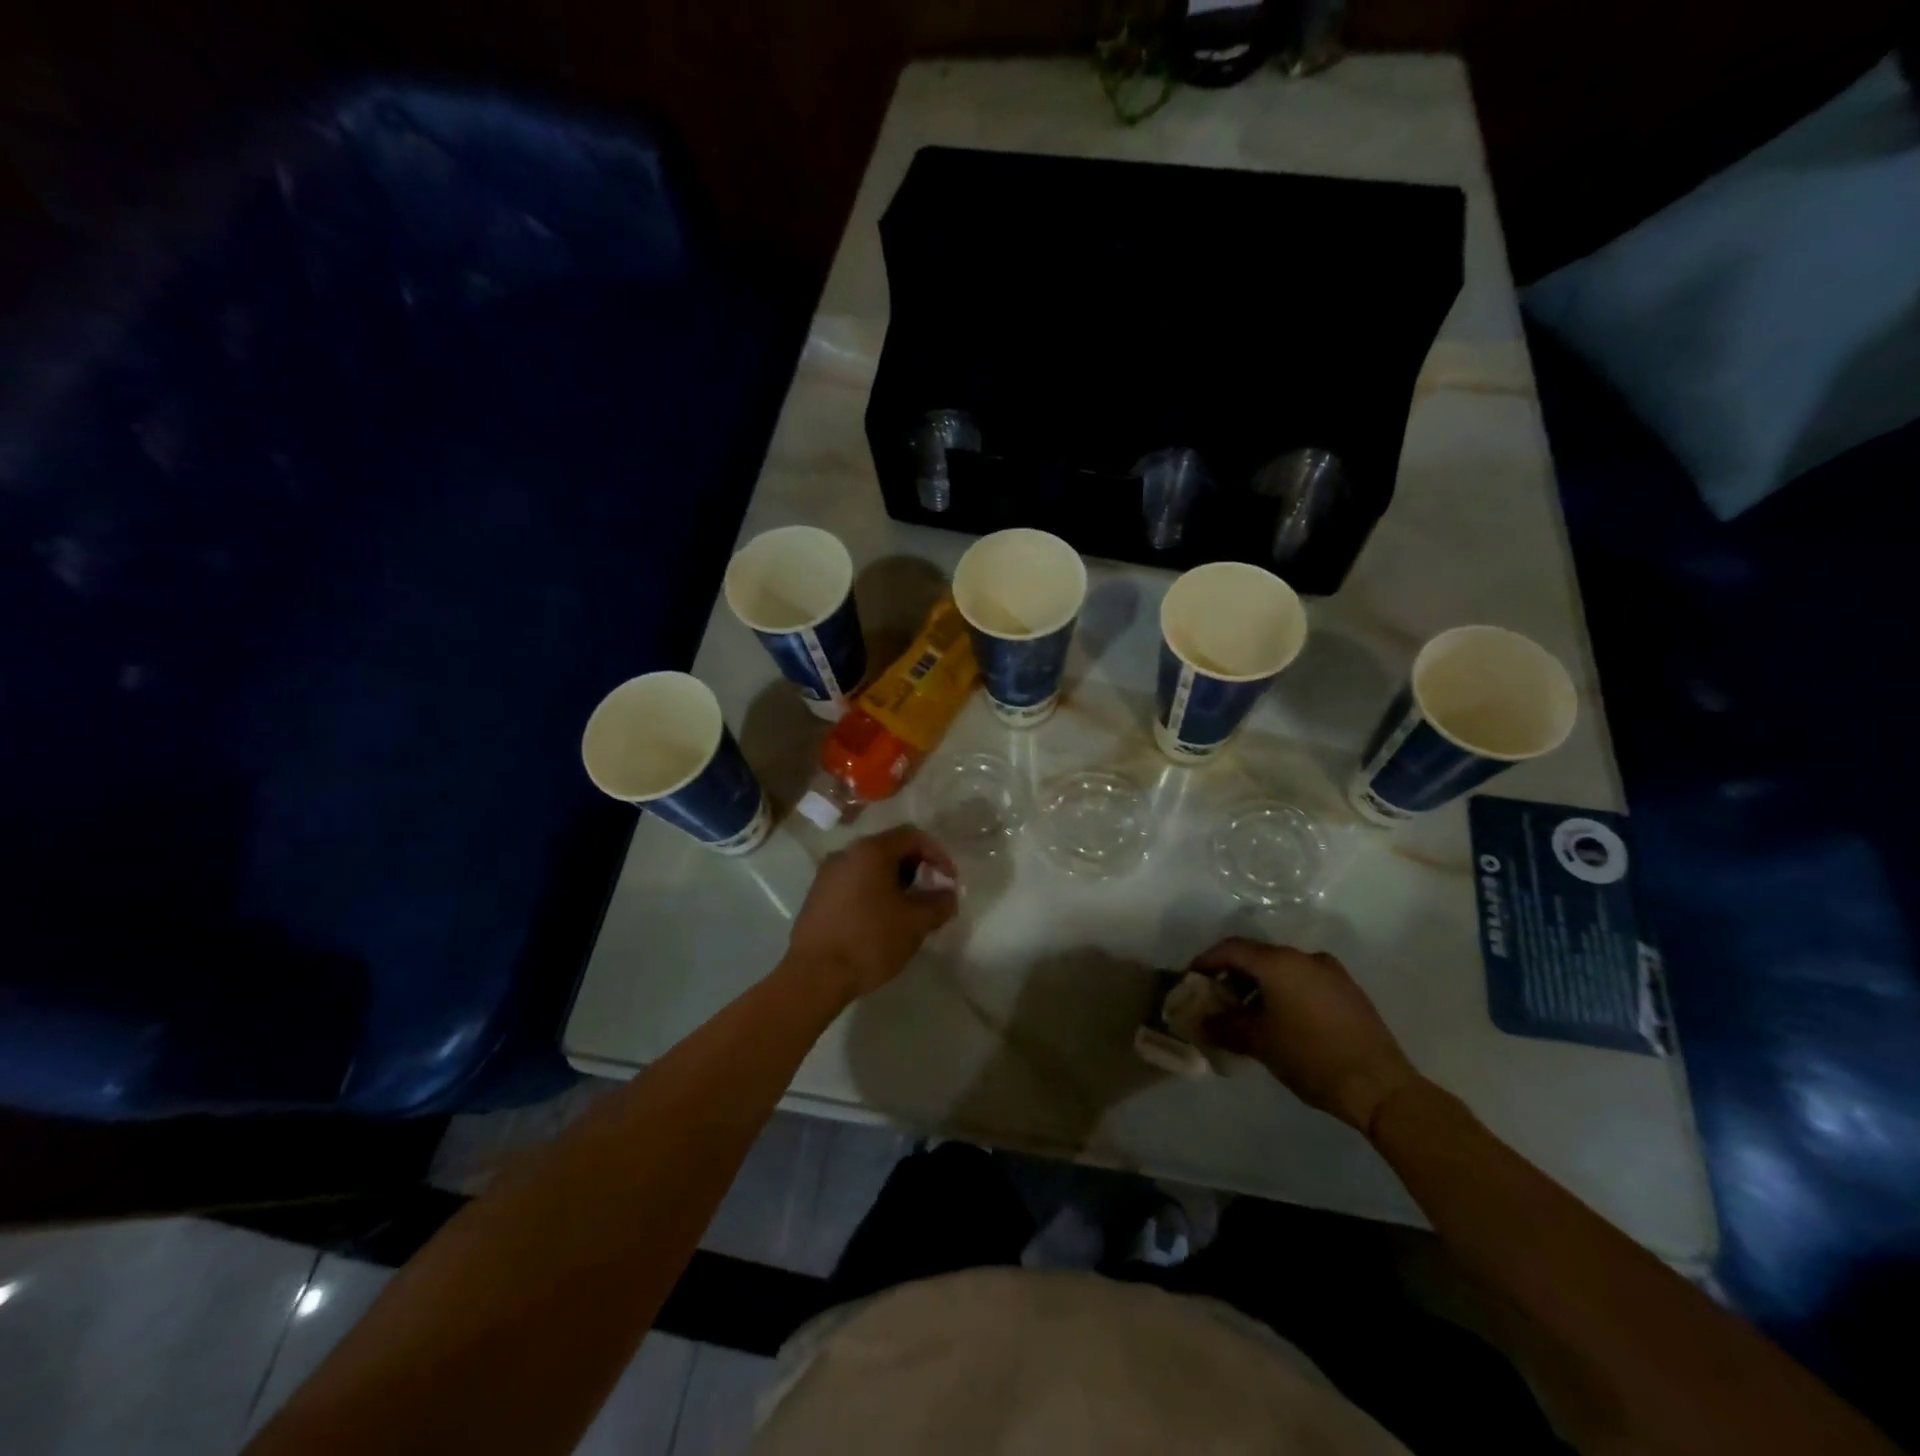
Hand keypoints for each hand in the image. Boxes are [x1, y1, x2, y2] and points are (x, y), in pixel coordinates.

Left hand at [784, 825, 958, 1000]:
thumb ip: (939, 903)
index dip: (938, 855)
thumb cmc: (869, 941)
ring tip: (907, 912)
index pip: (913, 836)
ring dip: (895, 883)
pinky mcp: (817, 897)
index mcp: (870, 851)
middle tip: (930, 897)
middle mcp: (846, 854)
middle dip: (917, 869)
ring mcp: (827, 875)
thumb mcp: (915, 923)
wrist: (814, 976)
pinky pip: (854, 884)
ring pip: (871, 868)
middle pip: (890, 849)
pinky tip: (880, 922)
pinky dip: (874, 894)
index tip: (950, 882)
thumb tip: (947, 895)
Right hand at [1194, 938, 1420, 1137]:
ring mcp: (1331, 973)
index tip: (1192, 978)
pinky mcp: (1349, 992)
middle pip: (1258, 956)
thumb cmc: (1310, 1057)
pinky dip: (1285, 992)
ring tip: (1247, 1014)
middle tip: (1217, 998)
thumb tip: (1199, 1022)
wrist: (1380, 1087)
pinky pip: (1305, 981)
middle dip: (1233, 975)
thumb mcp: (1259, 1042)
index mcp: (1279, 962)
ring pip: (1283, 969)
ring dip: (1260, 985)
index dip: (1207, 960)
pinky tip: (1281, 1020)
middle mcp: (1305, 958)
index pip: (1232, 949)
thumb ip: (1224, 1026)